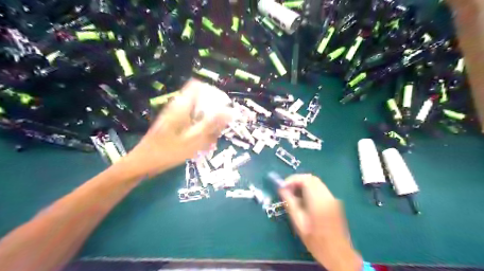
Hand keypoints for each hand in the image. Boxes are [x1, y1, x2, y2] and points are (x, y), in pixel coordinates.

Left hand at [126, 80, 232, 176]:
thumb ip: (211, 124)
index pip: (198, 86)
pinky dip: (200, 131)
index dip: (212, 92)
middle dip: (212, 113)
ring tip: (209, 141)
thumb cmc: (168, 151)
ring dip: (207, 125)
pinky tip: (201, 145)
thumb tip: (230, 112)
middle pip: (200, 101)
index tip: (224, 105)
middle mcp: (178, 107)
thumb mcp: (194, 139)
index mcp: (182, 105)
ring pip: (198, 114)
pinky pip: (192, 123)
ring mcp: (175, 116)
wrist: (143, 164)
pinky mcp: (174, 125)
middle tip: (218, 129)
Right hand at [278, 175, 360, 269]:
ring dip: (303, 184)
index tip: (282, 186)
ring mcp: (332, 198)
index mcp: (319, 202)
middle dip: (297, 180)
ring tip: (293, 194)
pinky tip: (303, 199)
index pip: (306, 179)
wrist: (339, 254)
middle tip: (287, 189)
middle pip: (312, 178)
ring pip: (316, 183)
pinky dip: (309, 189)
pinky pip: (320, 189)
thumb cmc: (316, 242)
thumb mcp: (299, 223)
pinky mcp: (334, 202)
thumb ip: (290, 203)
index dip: (292, 179)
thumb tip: (281, 189)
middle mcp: (328, 196)